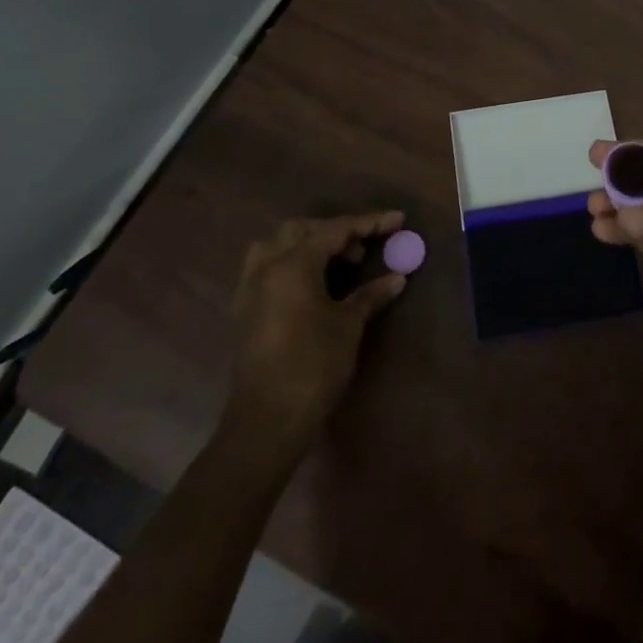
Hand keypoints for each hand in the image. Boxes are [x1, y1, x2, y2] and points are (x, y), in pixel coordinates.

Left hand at [219, 212, 407, 456]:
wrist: (267, 422)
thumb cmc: (313, 366)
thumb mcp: (348, 326)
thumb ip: (371, 295)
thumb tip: (397, 277)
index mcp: (293, 264)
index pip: (336, 229)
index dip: (370, 222)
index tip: (398, 219)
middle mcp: (267, 267)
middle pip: (302, 229)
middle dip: (336, 231)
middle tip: (364, 250)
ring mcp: (250, 288)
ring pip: (277, 244)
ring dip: (308, 244)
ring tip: (335, 263)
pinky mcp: (244, 309)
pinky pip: (266, 267)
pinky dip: (291, 263)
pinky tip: (310, 284)